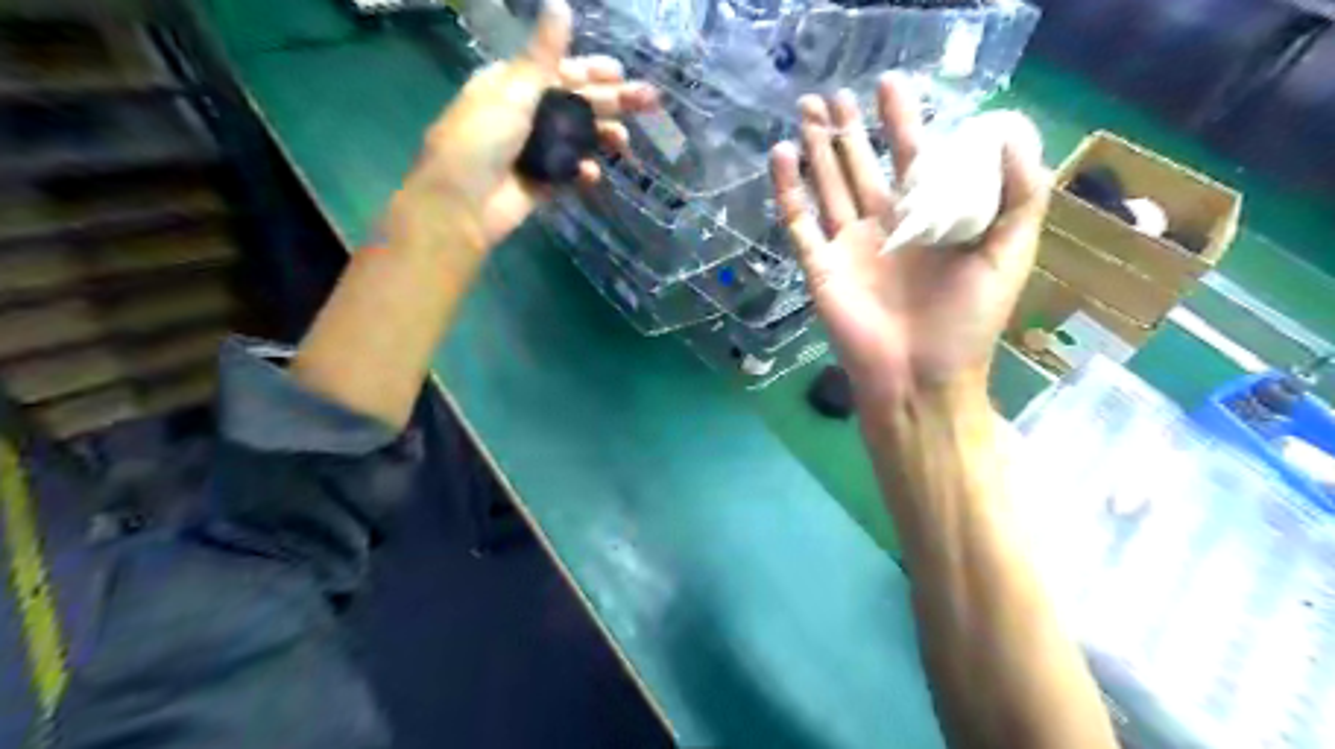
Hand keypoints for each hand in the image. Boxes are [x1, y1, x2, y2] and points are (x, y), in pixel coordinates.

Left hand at [385, 0, 654, 260]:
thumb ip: (543, 55)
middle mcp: (525, 114)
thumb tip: (560, 4)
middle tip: (649, 101)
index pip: (560, 72)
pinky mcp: (541, 183)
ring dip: (602, 137)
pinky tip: (590, 173)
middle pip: (575, 103)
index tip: (621, 74)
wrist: (461, 205)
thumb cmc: (480, 141)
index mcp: (512, 85)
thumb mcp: (512, 91)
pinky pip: (569, 173)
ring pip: (578, 138)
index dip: (592, 71)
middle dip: (611, 102)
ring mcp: (535, 151)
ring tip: (623, 143)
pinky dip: (582, 172)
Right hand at [772, 73, 1053, 405]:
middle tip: (831, 94)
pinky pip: (799, 223)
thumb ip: (1020, 195)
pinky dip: (787, 190)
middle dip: (847, 130)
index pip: (911, 158)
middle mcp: (884, 228)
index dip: (901, 121)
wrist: (921, 378)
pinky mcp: (820, 267)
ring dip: (816, 149)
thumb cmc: (966, 322)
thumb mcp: (1010, 254)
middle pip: (860, 168)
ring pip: (827, 186)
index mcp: (927, 221)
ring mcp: (848, 247)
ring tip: (806, 109)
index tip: (890, 84)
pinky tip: (781, 156)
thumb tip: (1010, 134)